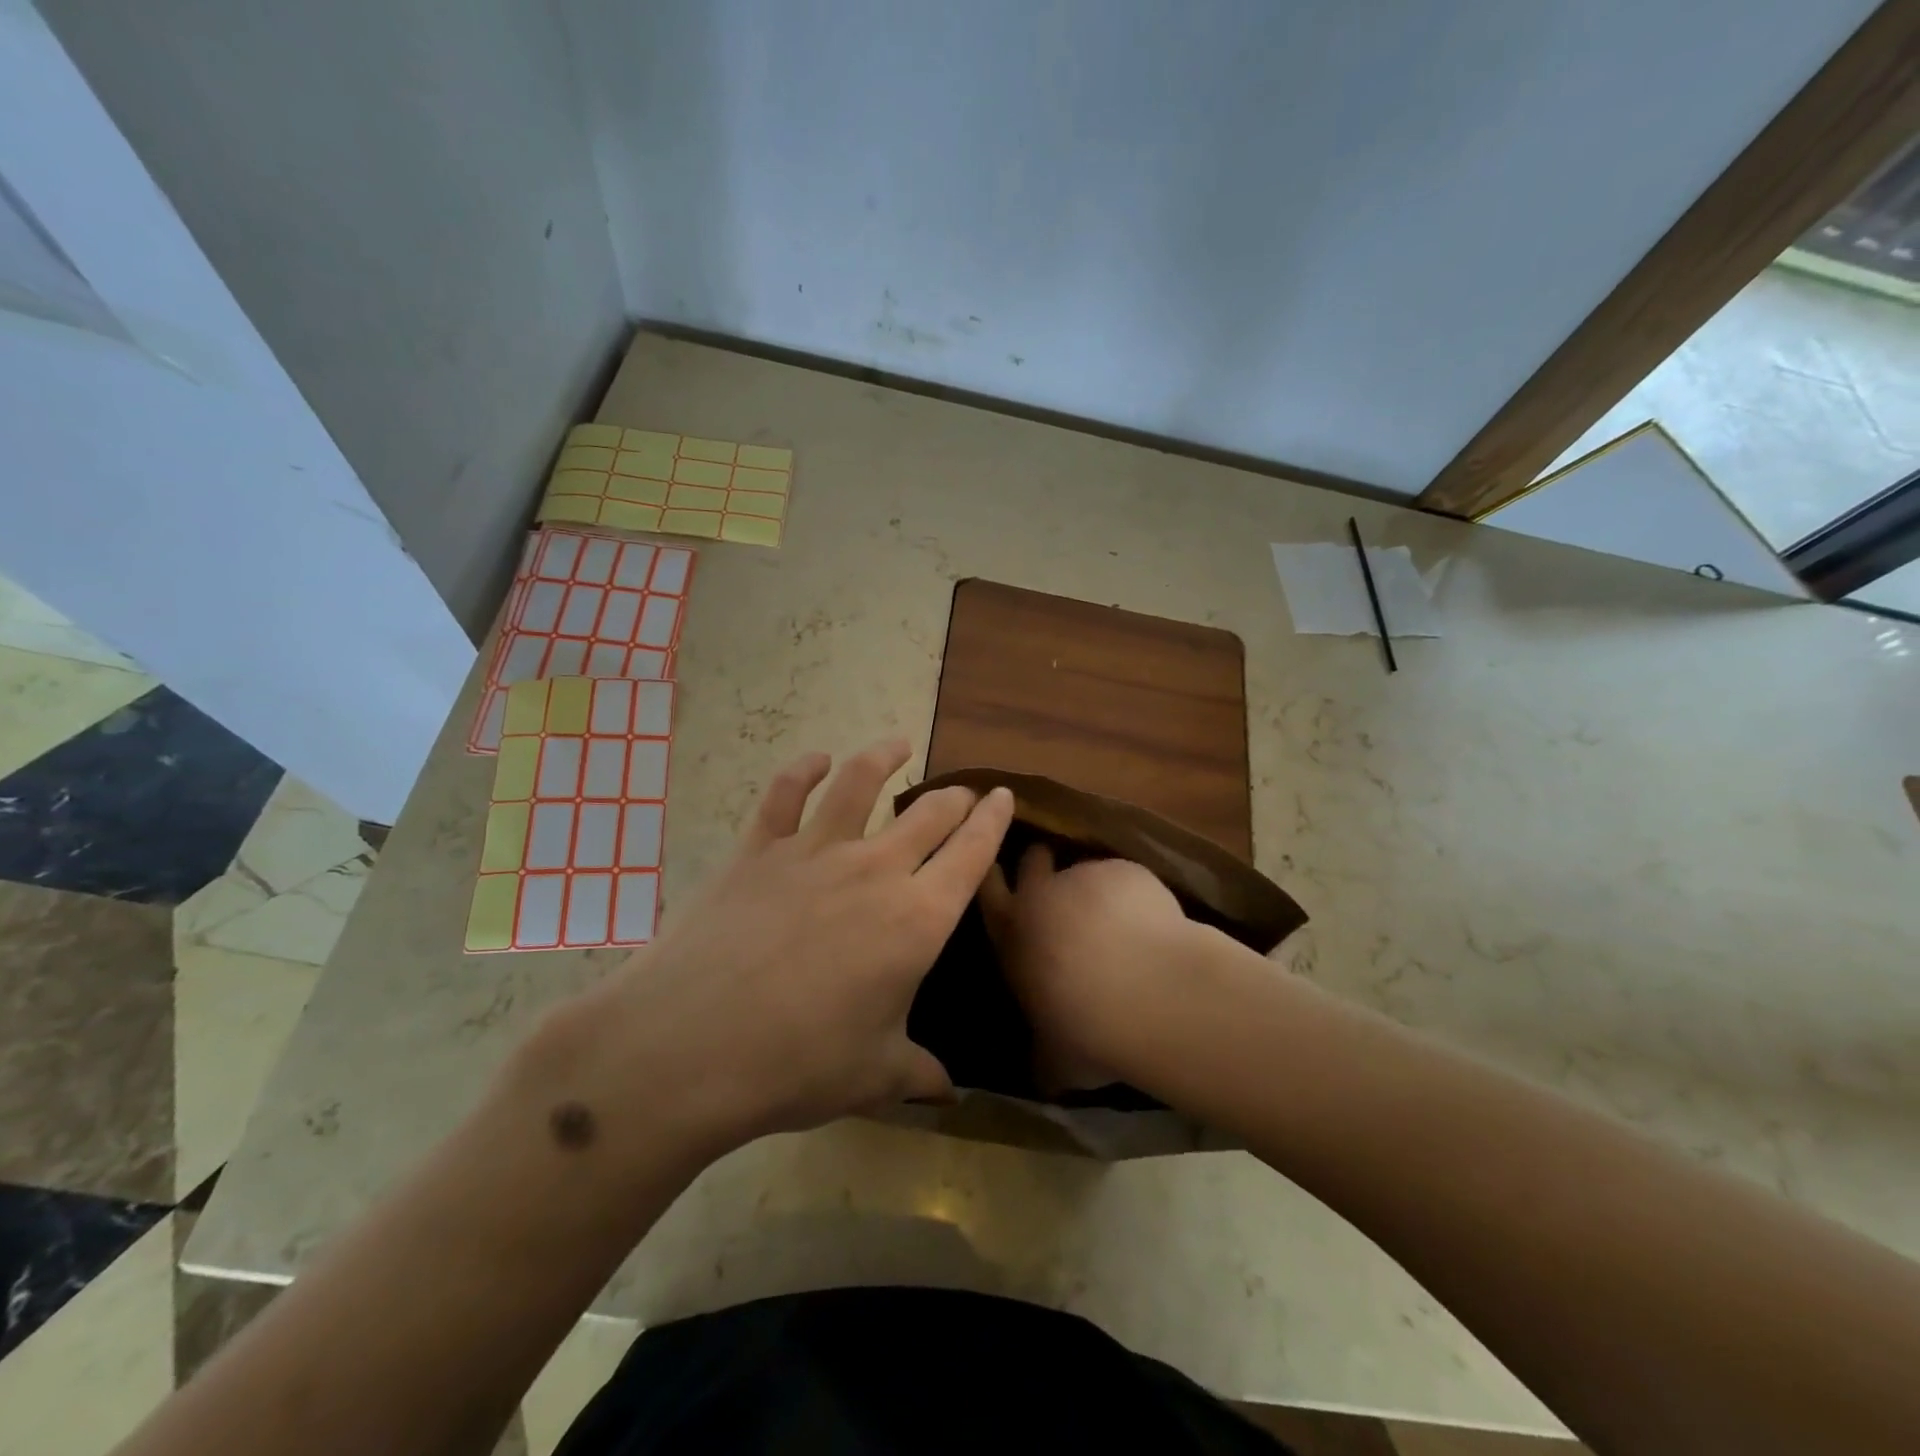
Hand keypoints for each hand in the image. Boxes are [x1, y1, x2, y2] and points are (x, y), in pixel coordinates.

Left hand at [535, 739, 1012, 1166]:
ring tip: (898, 743)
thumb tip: (949, 1092)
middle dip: (953, 798)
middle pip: (928, 815)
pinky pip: (784, 794)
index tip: (1004, 796)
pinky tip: (814, 759)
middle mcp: (874, 871)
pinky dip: (801, 770)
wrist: (691, 1046)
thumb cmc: (798, 1065)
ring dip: (882, 758)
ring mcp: (813, 852)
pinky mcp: (758, 850)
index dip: (994, 821)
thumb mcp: (872, 1076)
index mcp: (916, 919)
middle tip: (962, 792)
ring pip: (858, 784)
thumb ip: (917, 1073)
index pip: (971, 854)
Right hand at [978, 845, 1196, 1093]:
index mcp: (1012, 937)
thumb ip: (1044, 1057)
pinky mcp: (1126, 871)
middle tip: (1051, 869)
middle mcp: (1041, 897)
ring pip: (1082, 870)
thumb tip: (1042, 1072)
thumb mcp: (1055, 1061)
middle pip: (1032, 862)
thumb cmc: (1089, 1030)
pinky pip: (1123, 877)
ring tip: (1115, 912)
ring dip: (1092, 886)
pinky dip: (1132, 893)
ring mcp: (1085, 877)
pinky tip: (1152, 923)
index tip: (1000, 874)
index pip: (989, 895)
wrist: (1150, 992)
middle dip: (1038, 862)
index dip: (994, 881)